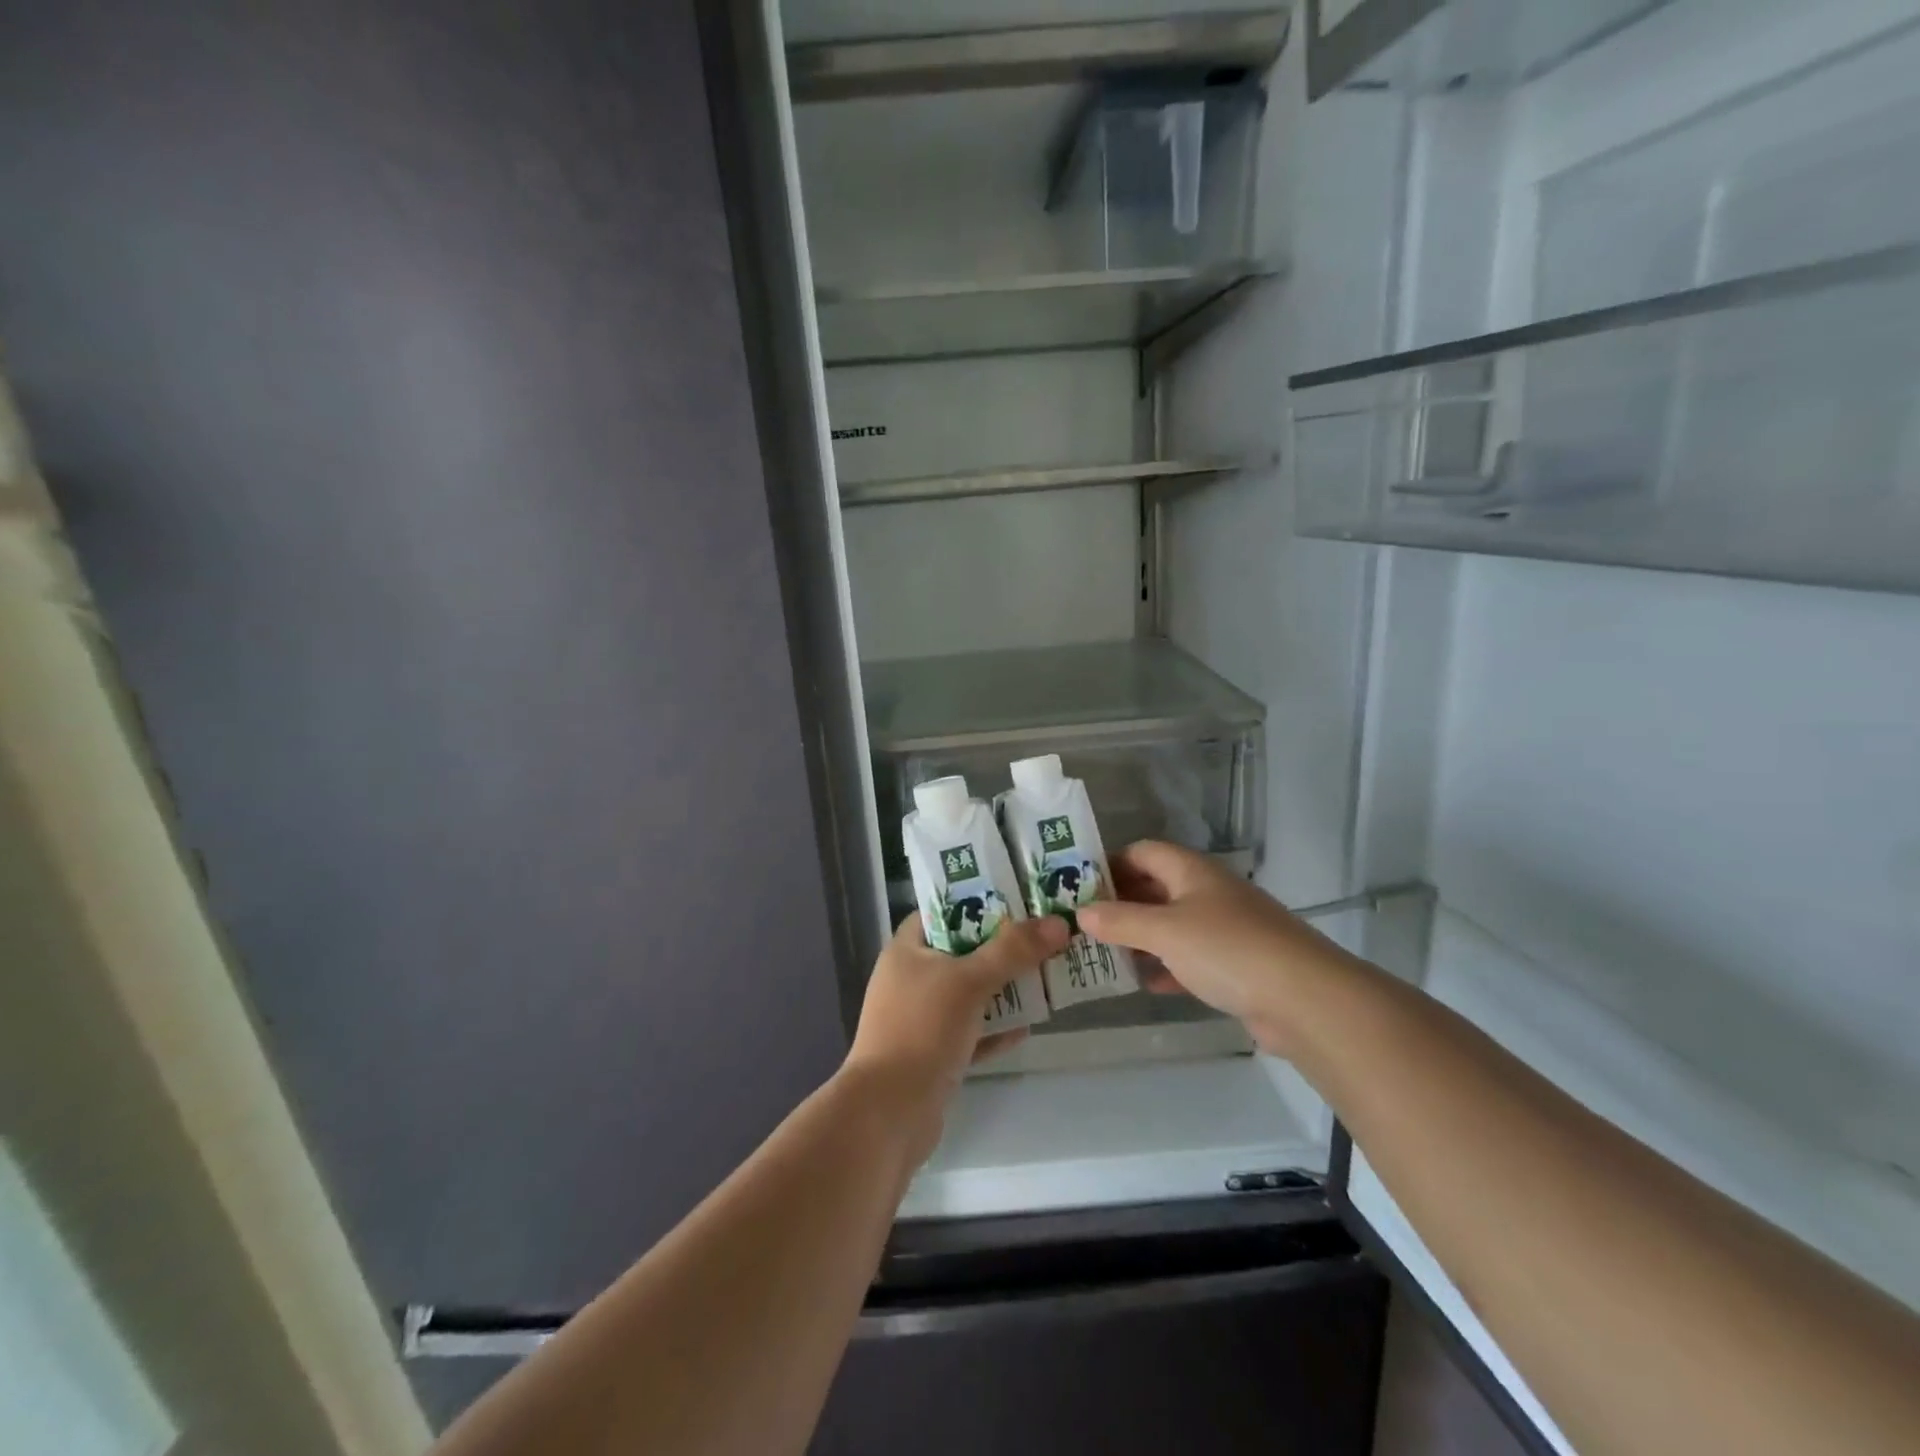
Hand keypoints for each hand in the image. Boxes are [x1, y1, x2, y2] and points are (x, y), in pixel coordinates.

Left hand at [841, 913, 1067, 1163]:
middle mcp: (910, 980)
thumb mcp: (969, 981)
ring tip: (1045, 975)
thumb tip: (1058, 924)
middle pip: (961, 952)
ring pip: (969, 994)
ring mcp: (920, 1019)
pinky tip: (1028, 1026)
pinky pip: (971, 1033)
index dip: (974, 902)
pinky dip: (995, 1029)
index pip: (940, 912)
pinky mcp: (933, 1056)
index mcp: (907, 950)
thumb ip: (1013, 952)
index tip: (1015, 898)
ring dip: (1003, 989)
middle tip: (1042, 935)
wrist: (889, 1113)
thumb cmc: (922, 1030)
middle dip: (1000, 947)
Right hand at [1078, 841, 1354, 1055]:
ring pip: (1172, 925)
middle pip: (1155, 887)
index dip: (1110, 864)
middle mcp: (1208, 892)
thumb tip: (1081, 912)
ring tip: (1103, 954)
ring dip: (1141, 938)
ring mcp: (1225, 928)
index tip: (1077, 887)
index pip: (1142, 852)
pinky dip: (1166, 966)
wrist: (1305, 999)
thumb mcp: (1164, 932)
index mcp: (1191, 871)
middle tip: (1083, 924)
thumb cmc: (1227, 950)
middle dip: (1121, 904)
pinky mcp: (1236, 964)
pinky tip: (1145, 983)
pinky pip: (1190, 957)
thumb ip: (1120, 921)